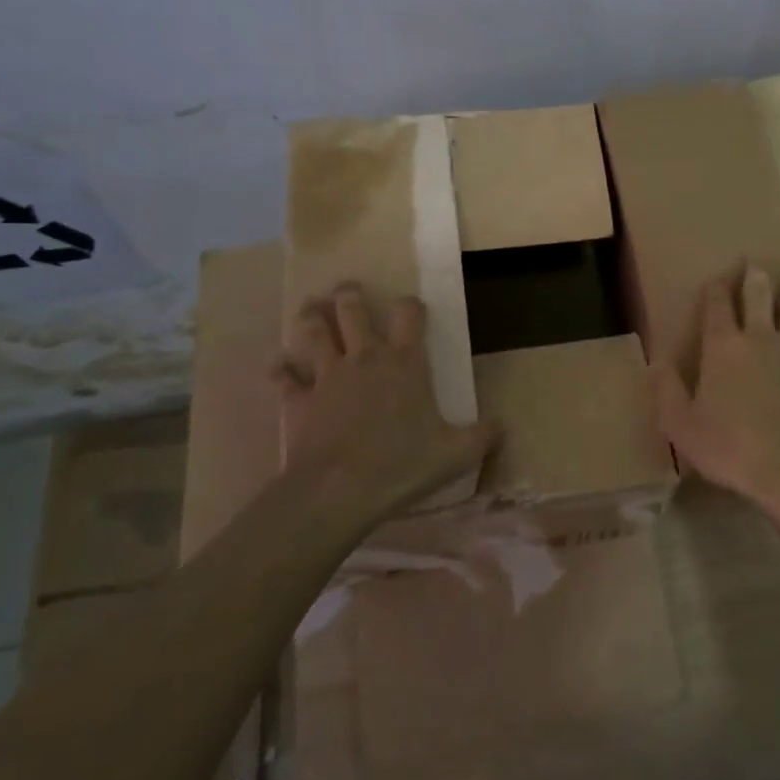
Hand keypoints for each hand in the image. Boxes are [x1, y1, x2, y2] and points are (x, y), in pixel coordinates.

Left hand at [272, 285, 494, 526]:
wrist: (338, 490)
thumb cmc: (402, 464)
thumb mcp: (456, 454)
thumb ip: (482, 436)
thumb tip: (502, 426)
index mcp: (405, 363)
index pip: (409, 315)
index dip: (411, 305)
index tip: (412, 306)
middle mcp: (365, 358)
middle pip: (352, 312)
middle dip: (349, 296)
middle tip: (346, 289)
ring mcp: (327, 376)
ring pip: (314, 333)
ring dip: (311, 318)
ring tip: (309, 308)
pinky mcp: (298, 400)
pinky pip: (285, 377)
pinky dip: (281, 369)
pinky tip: (278, 364)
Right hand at [654, 264, 779, 509]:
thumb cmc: (730, 446)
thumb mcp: (682, 425)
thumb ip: (667, 390)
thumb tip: (656, 362)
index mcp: (723, 346)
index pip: (716, 305)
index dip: (715, 288)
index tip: (716, 279)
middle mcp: (760, 336)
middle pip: (759, 294)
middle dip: (755, 275)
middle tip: (756, 261)